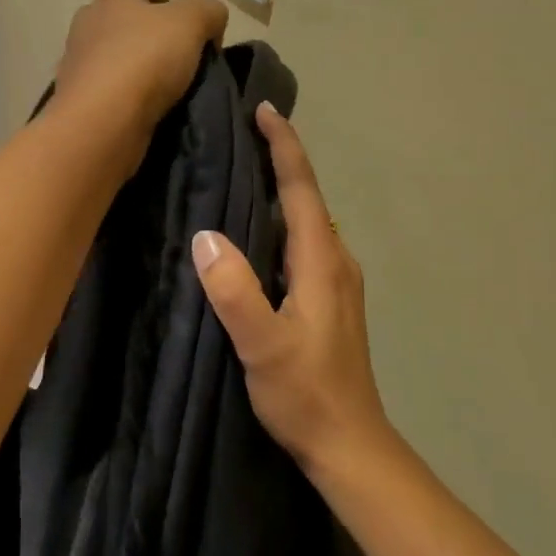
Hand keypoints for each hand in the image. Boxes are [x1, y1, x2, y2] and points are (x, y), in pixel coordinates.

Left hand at [54, 0, 228, 135]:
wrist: (103, 120)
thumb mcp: (192, 23)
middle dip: (138, 29)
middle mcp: (87, 26)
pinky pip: (103, 91)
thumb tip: (212, 20)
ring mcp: (77, 65)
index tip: (168, 6)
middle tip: (170, 48)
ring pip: (106, 56)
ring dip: (128, 64)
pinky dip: (120, 95)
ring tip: (160, 83)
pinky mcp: (77, 101)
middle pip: (113, 19)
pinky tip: (142, 107)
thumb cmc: (145, 58)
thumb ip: (208, 12)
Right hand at [190, 103, 393, 483]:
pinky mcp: (329, 301)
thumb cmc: (307, 395)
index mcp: (321, 262)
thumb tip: (205, 237)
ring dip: (281, 189)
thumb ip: (236, 292)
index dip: (284, 146)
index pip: (301, 189)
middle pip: (307, 197)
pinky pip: (302, 243)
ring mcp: (336, 282)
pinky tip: (255, 231)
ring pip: (306, 220)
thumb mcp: (263, 346)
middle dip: (281, 159)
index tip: (263, 110)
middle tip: (242, 132)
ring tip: (242, 170)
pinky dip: (281, 221)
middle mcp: (335, 261)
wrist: (350, 445)